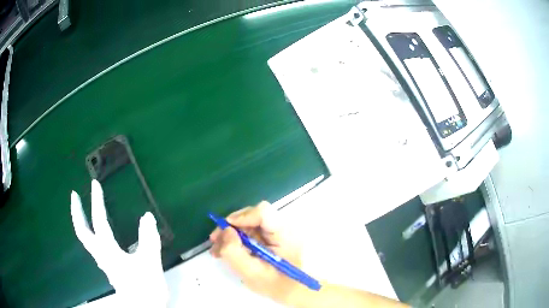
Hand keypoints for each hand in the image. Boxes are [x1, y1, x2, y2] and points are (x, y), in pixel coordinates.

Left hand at [70, 180, 167, 305]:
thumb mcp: (150, 263)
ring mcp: (103, 262)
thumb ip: (149, 239)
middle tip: (74, 195)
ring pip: (87, 239)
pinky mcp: (109, 267)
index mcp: (109, 251)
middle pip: (82, 232)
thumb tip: (147, 216)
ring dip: (82, 221)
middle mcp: (101, 254)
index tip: (95, 184)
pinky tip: (99, 232)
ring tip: (83, 209)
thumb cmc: (145, 288)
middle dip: (77, 212)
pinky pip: (95, 246)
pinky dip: (92, 233)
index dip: (96, 202)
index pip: (99, 222)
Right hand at [209, 202, 302, 304]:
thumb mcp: (251, 273)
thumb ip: (235, 252)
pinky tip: (226, 251)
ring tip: (217, 250)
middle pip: (252, 216)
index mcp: (284, 235)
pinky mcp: (270, 238)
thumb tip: (226, 230)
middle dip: (231, 227)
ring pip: (248, 224)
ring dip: (231, 234)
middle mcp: (281, 228)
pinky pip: (250, 232)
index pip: (263, 213)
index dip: (242, 217)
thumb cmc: (276, 286)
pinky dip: (236, 239)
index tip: (225, 230)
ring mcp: (276, 232)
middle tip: (215, 241)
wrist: (294, 292)